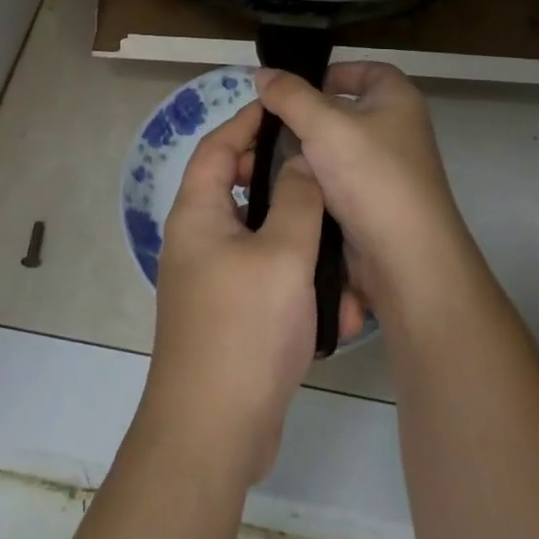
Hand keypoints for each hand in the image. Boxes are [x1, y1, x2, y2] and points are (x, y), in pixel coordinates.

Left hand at [139, 101, 364, 486]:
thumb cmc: (244, 329)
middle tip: (322, 168)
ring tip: (340, 232)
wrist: (213, 433)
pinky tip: (339, 300)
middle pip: (238, 186)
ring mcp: (212, 279)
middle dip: (282, 177)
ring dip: (300, 235)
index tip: (285, 106)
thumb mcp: (283, 254)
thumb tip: (302, 160)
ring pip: (260, 235)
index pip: (219, 146)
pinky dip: (298, 278)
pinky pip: (267, 277)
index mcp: (198, 212)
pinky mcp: (231, 314)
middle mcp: (198, 238)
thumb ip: (298, 199)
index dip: (249, 121)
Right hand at [253, 62, 471, 313]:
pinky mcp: (368, 204)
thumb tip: (262, 72)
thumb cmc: (372, 176)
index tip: (294, 87)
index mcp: (397, 100)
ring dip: (299, 152)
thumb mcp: (324, 124)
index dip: (332, 72)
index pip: (365, 70)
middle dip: (302, 116)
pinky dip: (307, 181)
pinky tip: (277, 184)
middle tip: (262, 123)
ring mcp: (382, 170)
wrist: (405, 259)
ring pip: (331, 150)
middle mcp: (394, 130)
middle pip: (341, 111)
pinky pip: (331, 181)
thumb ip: (290, 96)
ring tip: (257, 156)